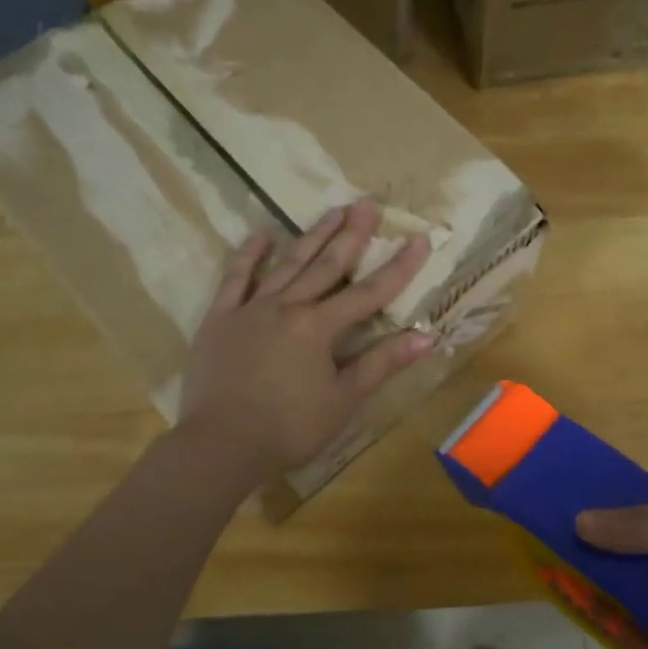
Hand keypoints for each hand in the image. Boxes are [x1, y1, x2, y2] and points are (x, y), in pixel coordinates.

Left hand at [177, 201, 434, 482]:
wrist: (221, 444)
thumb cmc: (289, 428)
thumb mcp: (343, 400)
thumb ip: (382, 364)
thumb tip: (427, 337)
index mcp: (320, 328)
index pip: (370, 293)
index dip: (398, 267)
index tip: (419, 239)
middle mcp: (288, 307)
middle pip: (327, 265)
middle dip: (352, 235)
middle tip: (368, 204)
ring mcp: (251, 309)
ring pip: (287, 264)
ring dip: (311, 236)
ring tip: (332, 210)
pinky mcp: (220, 319)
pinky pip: (235, 279)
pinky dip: (249, 256)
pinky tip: (261, 235)